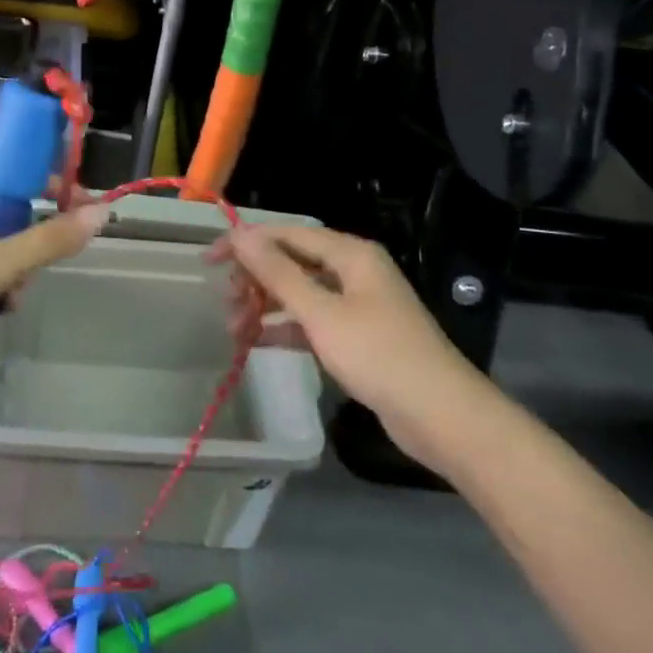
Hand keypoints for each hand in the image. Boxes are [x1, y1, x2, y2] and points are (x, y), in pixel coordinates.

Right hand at [216, 224, 497, 468]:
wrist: (442, 418)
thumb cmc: (379, 355)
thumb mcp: (321, 313)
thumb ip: (278, 273)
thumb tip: (240, 235)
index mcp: (350, 254)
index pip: (287, 234)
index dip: (246, 242)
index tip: (210, 259)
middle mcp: (353, 271)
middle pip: (292, 262)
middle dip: (255, 279)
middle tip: (225, 300)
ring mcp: (357, 305)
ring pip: (300, 293)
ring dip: (266, 306)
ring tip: (234, 328)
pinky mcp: (358, 337)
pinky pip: (312, 321)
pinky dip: (285, 329)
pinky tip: (256, 342)